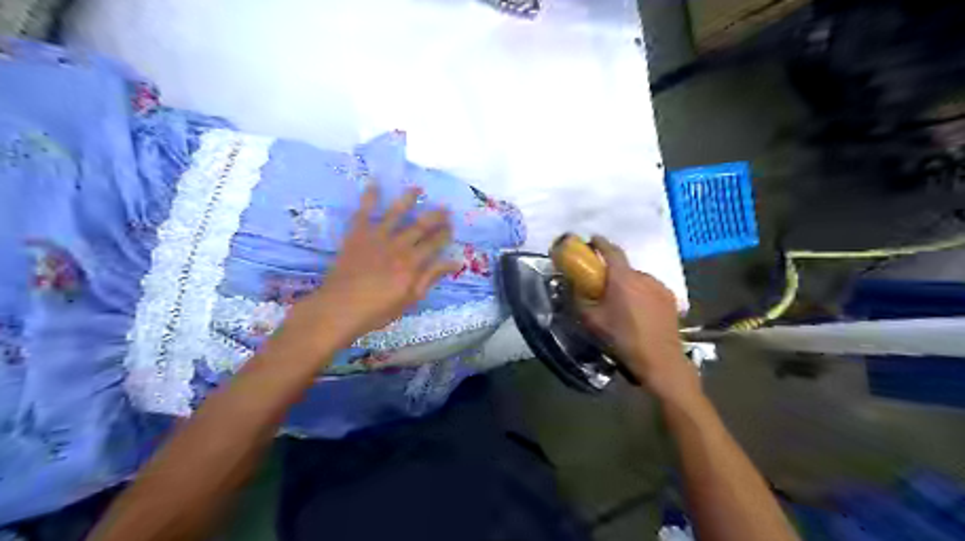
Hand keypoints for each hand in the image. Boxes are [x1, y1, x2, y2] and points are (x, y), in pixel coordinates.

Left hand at [285, 189, 459, 350]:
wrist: (340, 308)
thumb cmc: (378, 309)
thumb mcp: (411, 298)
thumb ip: (431, 277)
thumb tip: (455, 262)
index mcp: (413, 263)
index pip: (434, 244)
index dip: (445, 234)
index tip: (452, 227)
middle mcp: (398, 245)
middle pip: (421, 226)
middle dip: (435, 216)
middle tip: (445, 208)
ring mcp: (377, 237)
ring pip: (396, 213)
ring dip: (408, 199)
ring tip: (417, 189)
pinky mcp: (357, 234)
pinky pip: (364, 212)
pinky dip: (369, 197)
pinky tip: (374, 183)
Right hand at [576, 235, 698, 403]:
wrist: (660, 360)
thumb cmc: (622, 338)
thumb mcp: (592, 321)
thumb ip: (579, 299)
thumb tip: (572, 286)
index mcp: (623, 278)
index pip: (611, 250)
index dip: (600, 243)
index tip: (591, 240)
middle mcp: (643, 276)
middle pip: (624, 267)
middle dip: (612, 272)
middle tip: (603, 286)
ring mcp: (660, 287)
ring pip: (638, 279)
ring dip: (628, 284)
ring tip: (622, 303)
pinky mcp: (671, 299)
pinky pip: (650, 289)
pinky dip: (641, 294)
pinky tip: (638, 311)